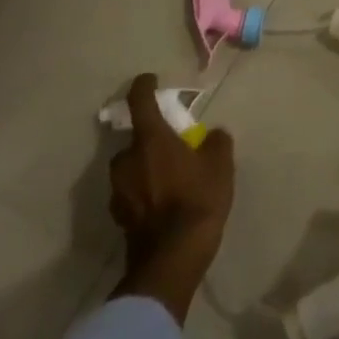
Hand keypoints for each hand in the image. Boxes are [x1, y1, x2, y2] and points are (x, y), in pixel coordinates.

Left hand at [109, 74, 234, 321]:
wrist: (172, 259)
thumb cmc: (198, 200)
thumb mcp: (220, 165)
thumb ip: (216, 142)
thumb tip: (212, 135)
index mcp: (151, 140)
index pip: (140, 101)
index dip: (144, 86)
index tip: (149, 79)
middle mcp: (127, 159)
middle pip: (135, 140)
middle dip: (151, 139)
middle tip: (172, 146)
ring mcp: (118, 190)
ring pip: (131, 167)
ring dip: (145, 166)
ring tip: (169, 178)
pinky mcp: (118, 216)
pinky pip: (131, 192)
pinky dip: (142, 191)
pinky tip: (162, 203)